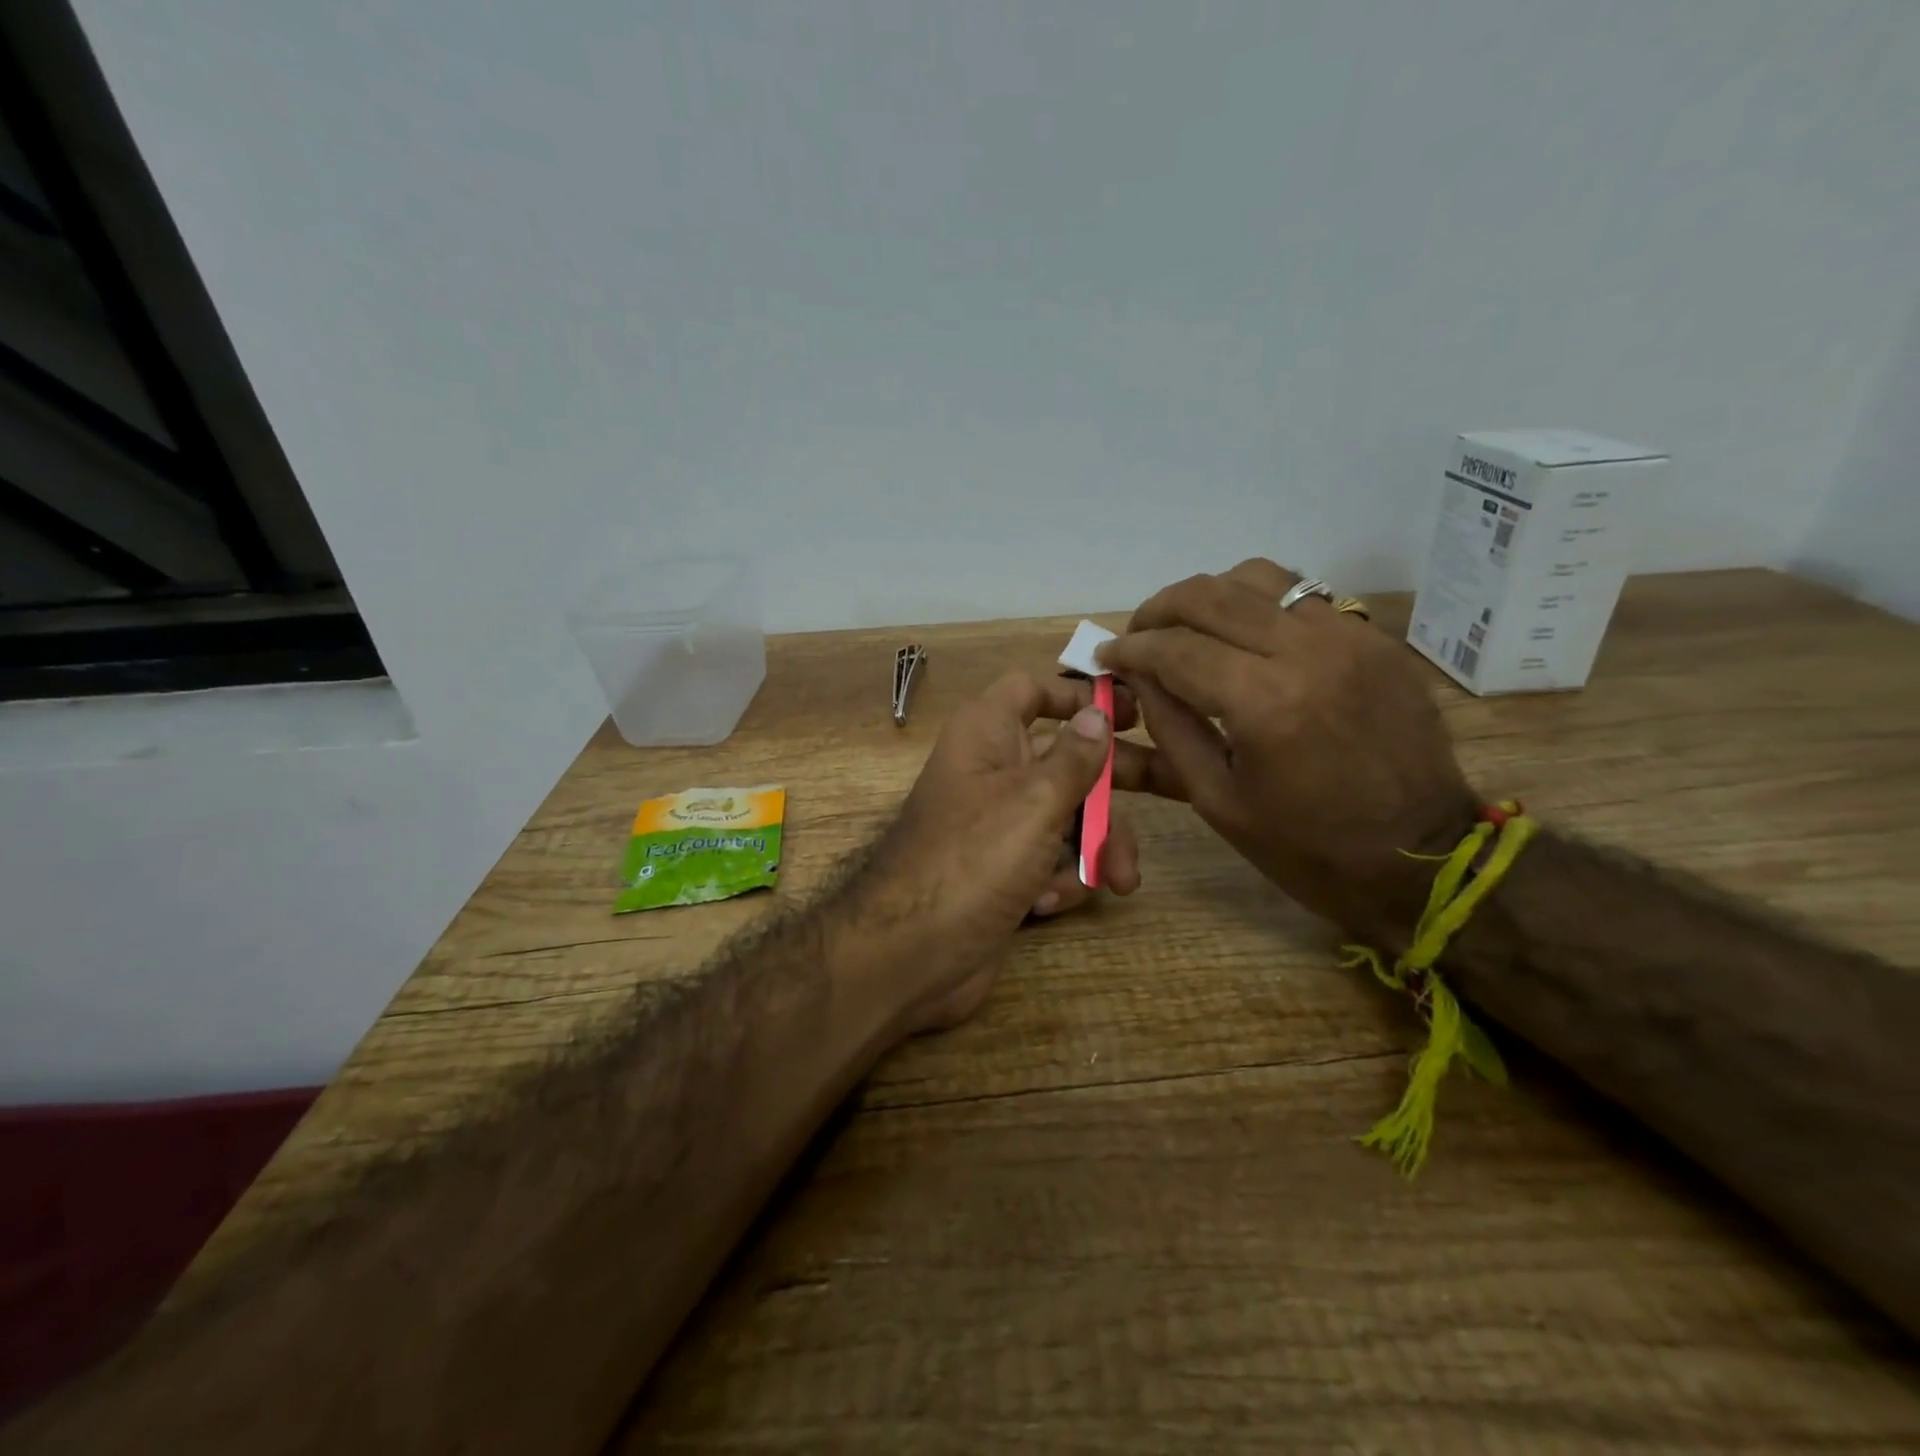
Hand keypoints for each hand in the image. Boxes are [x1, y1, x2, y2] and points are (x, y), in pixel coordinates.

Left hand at [847, 671, 1146, 1033]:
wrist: (912, 955)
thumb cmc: (973, 859)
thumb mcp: (1034, 801)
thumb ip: (1074, 757)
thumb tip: (1096, 711)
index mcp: (987, 734)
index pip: (1032, 690)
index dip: (1078, 694)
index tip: (1133, 711)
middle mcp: (993, 771)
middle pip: (1067, 758)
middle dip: (1116, 782)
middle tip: (1176, 787)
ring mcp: (999, 825)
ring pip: (1067, 816)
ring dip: (1095, 847)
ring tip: (1116, 880)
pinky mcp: (1005, 871)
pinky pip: (1050, 859)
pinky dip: (1058, 879)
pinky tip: (1046, 904)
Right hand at [1098, 558, 1478, 949]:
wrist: (1424, 858)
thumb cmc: (1308, 847)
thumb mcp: (1217, 801)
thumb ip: (1169, 728)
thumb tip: (1136, 677)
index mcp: (1265, 704)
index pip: (1175, 649)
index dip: (1130, 649)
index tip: (1104, 656)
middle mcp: (1308, 651)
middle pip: (1210, 595)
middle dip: (1158, 610)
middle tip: (1138, 636)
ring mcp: (1349, 637)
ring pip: (1259, 577)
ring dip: (1209, 597)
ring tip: (1188, 630)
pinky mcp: (1374, 639)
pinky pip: (1302, 596)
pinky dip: (1258, 606)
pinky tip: (1245, 639)